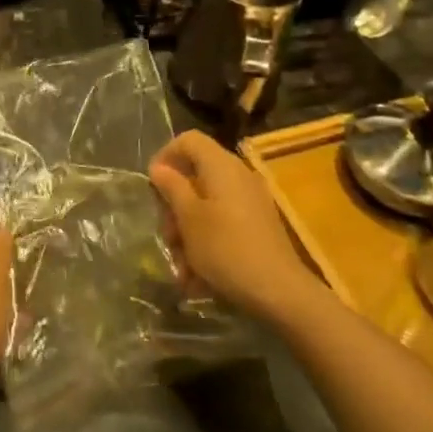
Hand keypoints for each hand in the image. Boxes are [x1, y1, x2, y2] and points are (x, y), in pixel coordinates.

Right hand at [149, 131, 316, 324]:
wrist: (280, 292)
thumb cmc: (226, 249)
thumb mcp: (190, 219)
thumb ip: (172, 188)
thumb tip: (159, 167)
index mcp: (221, 166)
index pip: (188, 140)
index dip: (165, 155)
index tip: (152, 185)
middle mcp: (238, 176)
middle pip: (196, 174)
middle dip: (175, 205)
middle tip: (167, 235)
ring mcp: (251, 201)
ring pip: (206, 204)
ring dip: (188, 230)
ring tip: (181, 265)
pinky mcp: (257, 225)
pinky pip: (223, 223)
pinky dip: (206, 241)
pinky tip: (198, 276)